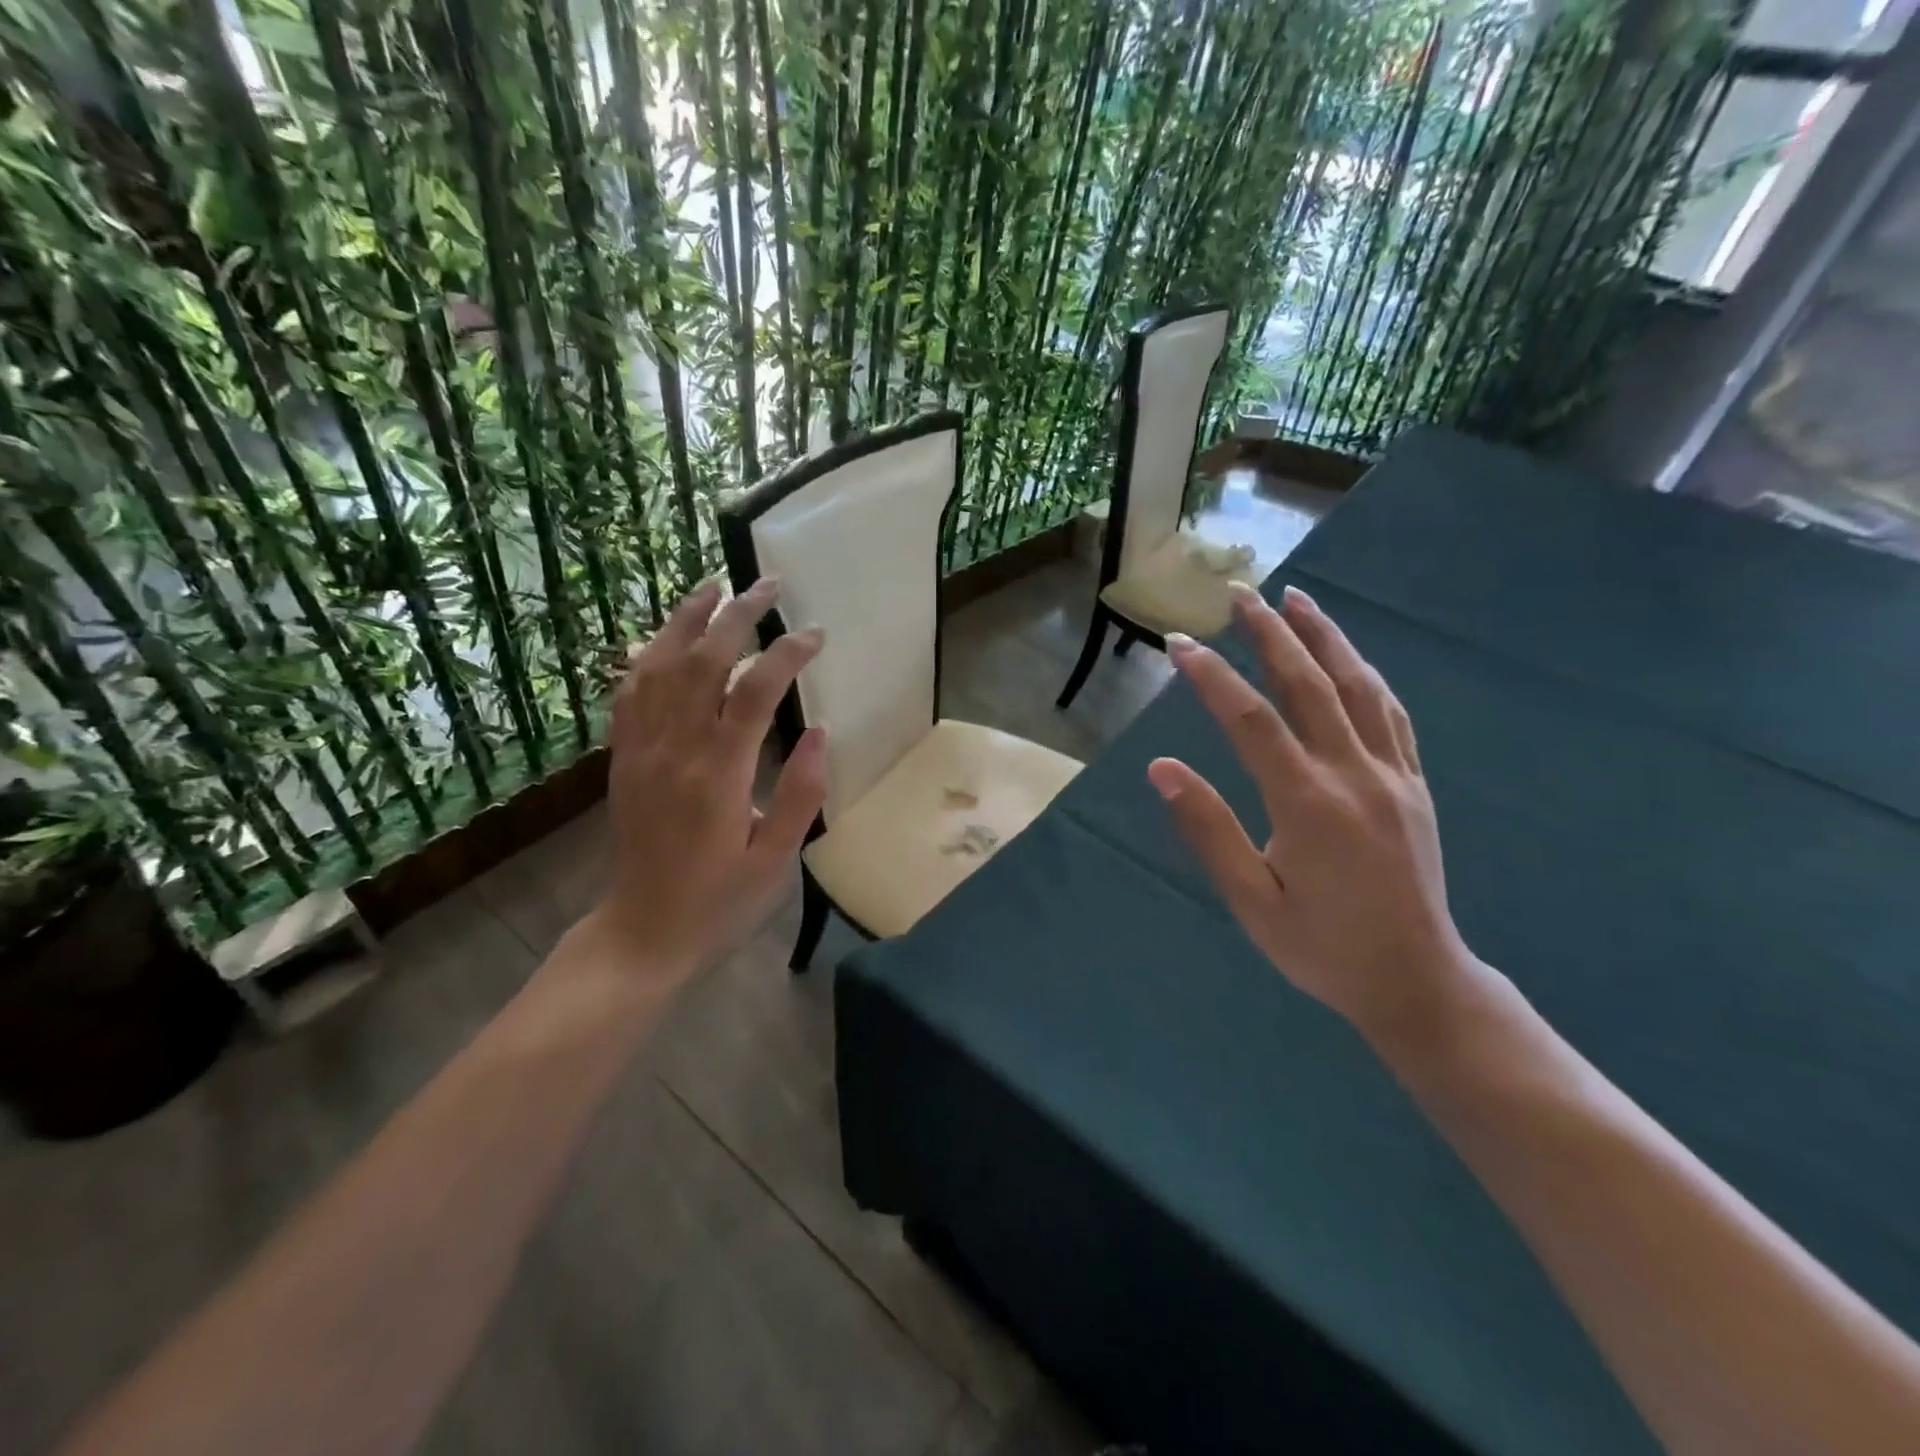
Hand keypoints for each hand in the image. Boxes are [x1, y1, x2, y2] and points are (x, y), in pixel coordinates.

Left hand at [583, 577, 826, 989]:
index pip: (753, 693)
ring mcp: (641, 751)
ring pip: (658, 666)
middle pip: (702, 662)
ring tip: (714, 587)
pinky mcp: (623, 759)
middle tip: (768, 585)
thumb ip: (800, 794)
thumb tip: (818, 732)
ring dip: (686, 621)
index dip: (786, 655)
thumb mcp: (775, 860)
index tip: (815, 635)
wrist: (641, 933)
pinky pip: (629, 693)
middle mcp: (674, 751)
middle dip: (737, 616)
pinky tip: (667, 639)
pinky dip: (649, 656)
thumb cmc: (719, 903)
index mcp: (718, 776)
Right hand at [1148, 583, 1477, 1040]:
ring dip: (1325, 637)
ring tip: (1296, 599)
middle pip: (1309, 685)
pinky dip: (1365, 676)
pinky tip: (1349, 659)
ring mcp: (1393, 775)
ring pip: (1358, 688)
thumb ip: (1208, 829)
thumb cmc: (1321, 947)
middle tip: (1240, 593)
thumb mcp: (1250, 900)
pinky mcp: (1414, 784)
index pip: (1250, 720)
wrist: (1415, 980)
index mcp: (1308, 803)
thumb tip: (1162, 768)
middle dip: (1271, 634)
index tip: (1179, 643)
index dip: (1211, 677)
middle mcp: (1354, 774)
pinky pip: (1392, 715)